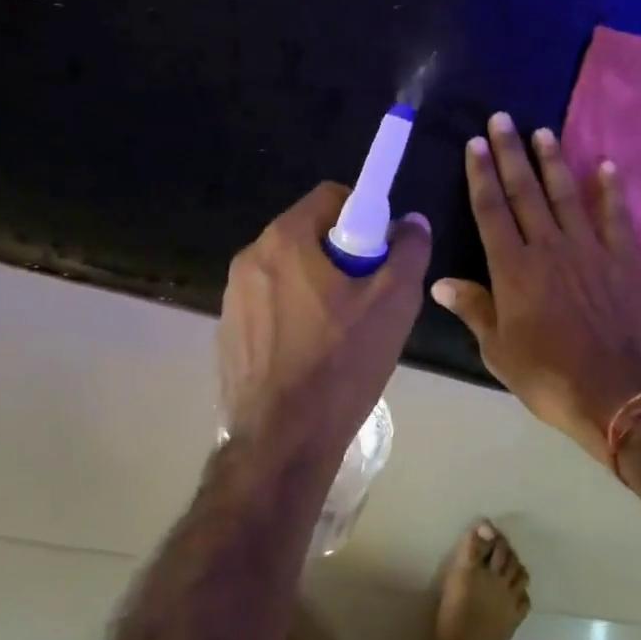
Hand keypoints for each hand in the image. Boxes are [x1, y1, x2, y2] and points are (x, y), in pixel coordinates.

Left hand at [219, 182, 431, 458]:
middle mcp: (250, 259)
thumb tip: (411, 222)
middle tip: (369, 297)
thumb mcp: (393, 302)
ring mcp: (233, 299)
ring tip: (343, 333)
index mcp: (284, 240)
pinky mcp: (228, 334)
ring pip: (289, 273)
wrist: (281, 441)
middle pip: (309, 235)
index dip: (365, 217)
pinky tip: (313, 356)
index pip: (331, 197)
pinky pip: (271, 307)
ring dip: (318, 287)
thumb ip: (408, 251)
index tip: (381, 254)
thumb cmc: (340, 363)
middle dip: (343, 256)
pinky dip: (294, 316)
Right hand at [432, 114, 640, 463]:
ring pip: (566, 194)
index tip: (476, 144)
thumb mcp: (498, 350)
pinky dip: (611, 189)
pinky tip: (606, 165)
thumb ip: (473, 309)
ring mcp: (589, 249)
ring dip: (553, 161)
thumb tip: (440, 281)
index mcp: (513, 268)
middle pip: (525, 192)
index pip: (491, 210)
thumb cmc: (549, 375)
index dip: (482, 175)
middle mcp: (548, 247)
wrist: (619, 392)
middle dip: (511, 153)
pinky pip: (615, 216)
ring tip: (542, 131)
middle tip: (502, 119)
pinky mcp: (623, 259)